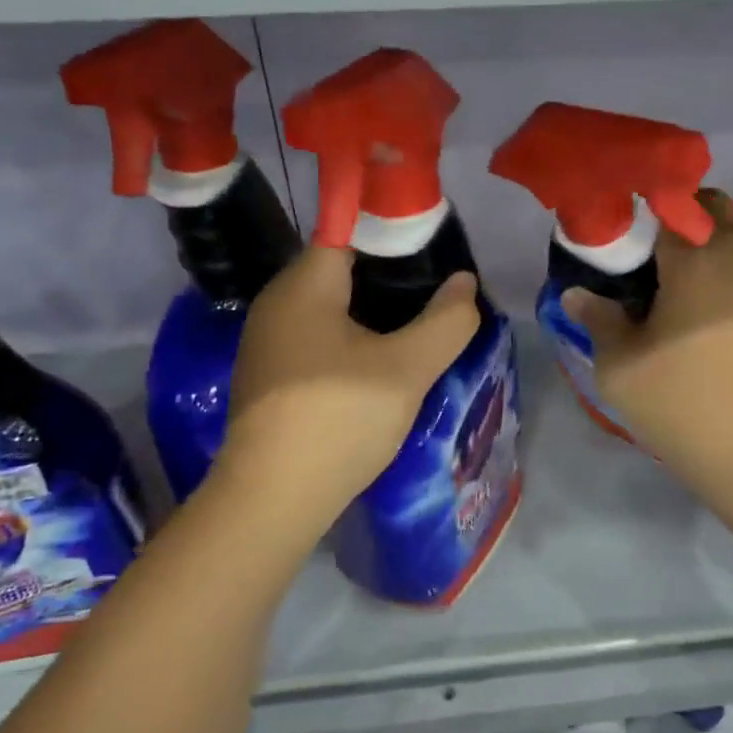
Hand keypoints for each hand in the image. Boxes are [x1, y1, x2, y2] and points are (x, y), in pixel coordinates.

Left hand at [207, 247, 480, 535]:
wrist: (272, 499)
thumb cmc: (340, 418)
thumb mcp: (407, 369)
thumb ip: (446, 322)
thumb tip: (464, 283)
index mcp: (304, 285)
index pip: (350, 232)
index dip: (395, 235)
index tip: (435, 251)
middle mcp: (277, 303)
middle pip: (341, 269)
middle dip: (390, 276)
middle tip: (435, 292)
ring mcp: (267, 341)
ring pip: (330, 307)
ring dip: (371, 311)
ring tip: (416, 324)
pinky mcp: (269, 376)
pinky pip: (317, 337)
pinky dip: (350, 338)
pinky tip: (378, 362)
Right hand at [562, 189, 732, 523]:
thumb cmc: (687, 407)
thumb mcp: (621, 369)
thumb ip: (598, 320)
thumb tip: (578, 294)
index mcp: (698, 256)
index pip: (666, 210)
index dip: (644, 224)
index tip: (630, 252)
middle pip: (714, 213)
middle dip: (686, 229)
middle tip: (661, 276)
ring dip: (720, 256)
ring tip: (699, 308)